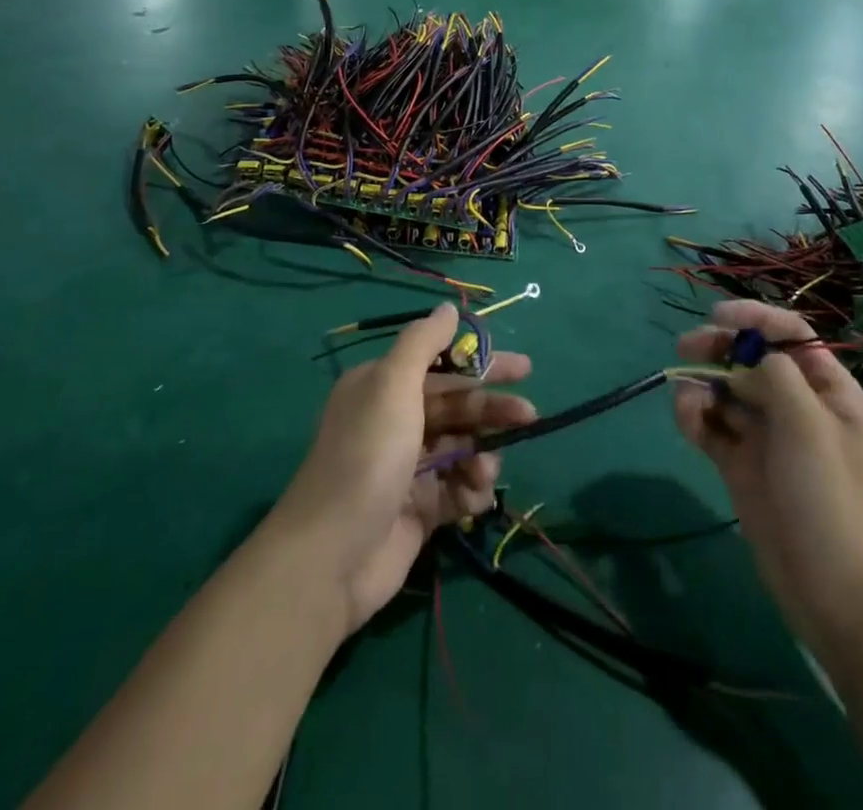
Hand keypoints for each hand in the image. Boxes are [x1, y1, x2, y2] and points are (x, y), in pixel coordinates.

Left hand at [272, 305, 533, 634]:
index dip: (482, 362)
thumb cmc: (368, 455)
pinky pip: (456, 489)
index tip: (522, 368)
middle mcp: (394, 420)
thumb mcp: (392, 384)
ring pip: (460, 447)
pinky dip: (469, 490)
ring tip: (485, 470)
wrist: (333, 555)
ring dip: (480, 454)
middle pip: (456, 405)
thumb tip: (449, 307)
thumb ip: (423, 342)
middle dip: (491, 409)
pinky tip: (473, 497)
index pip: (442, 364)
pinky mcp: (419, 509)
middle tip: (529, 414)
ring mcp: (407, 467)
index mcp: (382, 386)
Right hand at [673, 300, 862, 654]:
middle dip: (719, 348)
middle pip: (752, 358)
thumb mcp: (810, 425)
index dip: (755, 318)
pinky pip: (712, 426)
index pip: (791, 334)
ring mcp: (767, 436)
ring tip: (688, 400)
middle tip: (686, 348)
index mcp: (828, 391)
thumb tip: (742, 361)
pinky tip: (687, 421)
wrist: (835, 593)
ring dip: (702, 384)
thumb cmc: (831, 498)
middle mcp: (797, 406)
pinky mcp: (741, 464)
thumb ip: (774, 376)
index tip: (717, 317)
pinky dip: (695, 416)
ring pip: (726, 390)